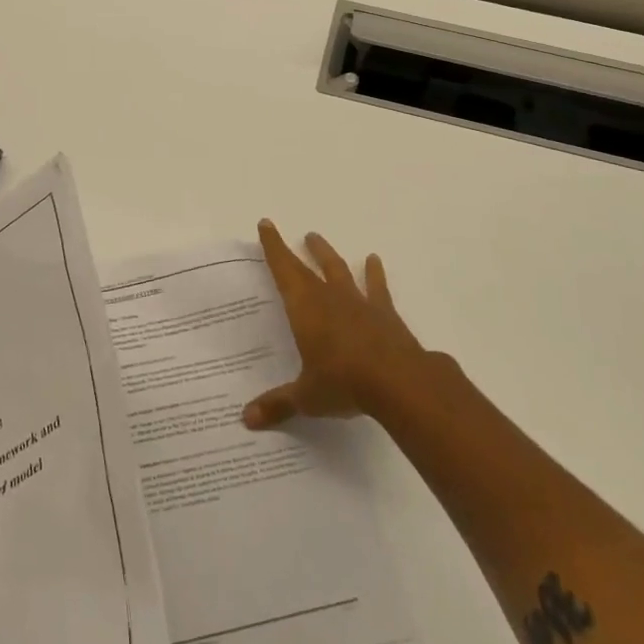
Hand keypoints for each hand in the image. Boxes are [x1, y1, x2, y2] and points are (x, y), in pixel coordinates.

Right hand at [244, 220, 430, 429]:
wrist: (398, 381)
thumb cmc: (343, 383)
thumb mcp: (306, 397)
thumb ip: (278, 405)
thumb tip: (245, 419)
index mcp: (304, 308)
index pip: (283, 270)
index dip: (273, 247)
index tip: (266, 224)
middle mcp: (329, 297)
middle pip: (308, 267)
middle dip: (295, 250)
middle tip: (291, 234)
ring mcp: (358, 302)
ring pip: (338, 270)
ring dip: (327, 254)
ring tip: (317, 239)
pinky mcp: (384, 313)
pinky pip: (376, 288)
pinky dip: (374, 274)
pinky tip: (374, 260)